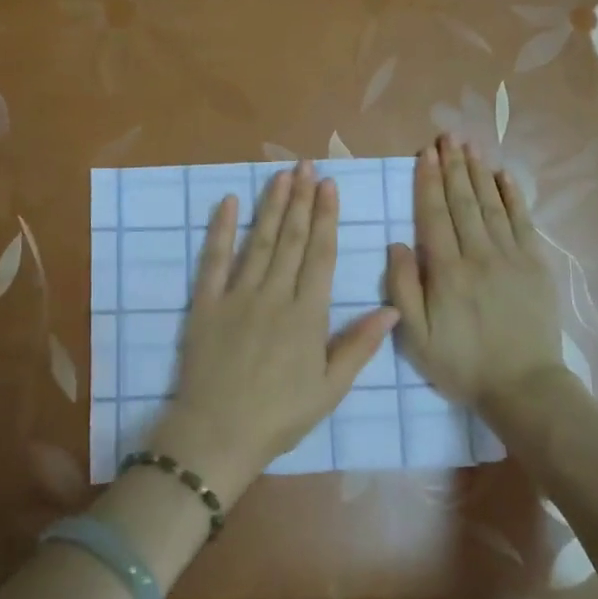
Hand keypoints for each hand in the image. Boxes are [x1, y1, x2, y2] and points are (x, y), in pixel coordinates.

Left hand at [159, 162, 399, 502]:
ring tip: (281, 175)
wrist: (218, 433)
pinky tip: (229, 202)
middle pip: (291, 240)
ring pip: (259, 242)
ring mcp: (237, 296)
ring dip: (271, 206)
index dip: (327, 218)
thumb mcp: (330, 388)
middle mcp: (275, 296)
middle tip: (307, 165)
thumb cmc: (280, 415)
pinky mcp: (206, 304)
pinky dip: (221, 230)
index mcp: (308, 315)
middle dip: (301, 200)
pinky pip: (214, 260)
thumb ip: (359, 346)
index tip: (329, 186)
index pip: (321, 256)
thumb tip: (392, 309)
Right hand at [386, 136, 565, 411]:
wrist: (523, 386)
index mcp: (447, 271)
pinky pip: (523, 220)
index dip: (427, 181)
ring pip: (491, 204)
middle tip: (446, 136)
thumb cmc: (462, 365)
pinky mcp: (536, 265)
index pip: (434, 215)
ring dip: (478, 172)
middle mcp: (479, 254)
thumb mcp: (416, 338)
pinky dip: (513, 195)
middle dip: (452, 166)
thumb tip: (397, 243)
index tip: (424, 153)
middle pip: (463, 201)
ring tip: (469, 145)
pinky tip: (503, 175)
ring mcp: (512, 256)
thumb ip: (403, 289)